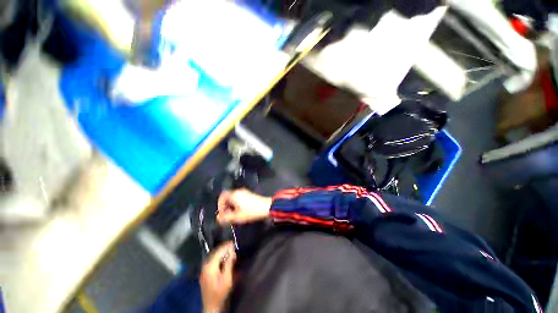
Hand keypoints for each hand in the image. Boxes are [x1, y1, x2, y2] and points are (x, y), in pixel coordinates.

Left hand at [200, 242, 236, 312]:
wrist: (211, 306)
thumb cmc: (220, 292)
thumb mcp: (227, 278)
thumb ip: (229, 263)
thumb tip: (232, 252)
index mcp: (210, 266)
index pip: (219, 251)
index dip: (226, 246)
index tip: (233, 242)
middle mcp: (205, 266)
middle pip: (215, 253)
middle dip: (223, 248)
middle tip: (232, 245)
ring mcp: (204, 270)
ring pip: (213, 257)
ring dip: (221, 253)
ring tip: (229, 250)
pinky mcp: (205, 273)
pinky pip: (212, 261)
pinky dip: (218, 258)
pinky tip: (223, 258)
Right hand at [217, 189, 271, 224]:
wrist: (266, 207)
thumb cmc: (252, 211)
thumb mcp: (237, 216)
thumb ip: (226, 217)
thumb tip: (218, 218)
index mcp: (234, 195)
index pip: (222, 197)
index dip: (219, 205)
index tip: (221, 213)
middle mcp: (239, 191)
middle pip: (227, 197)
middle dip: (225, 206)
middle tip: (227, 215)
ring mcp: (244, 192)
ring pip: (233, 198)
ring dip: (231, 206)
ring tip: (234, 214)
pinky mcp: (249, 194)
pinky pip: (238, 198)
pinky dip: (236, 204)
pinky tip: (240, 211)